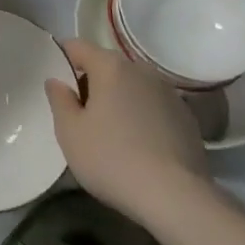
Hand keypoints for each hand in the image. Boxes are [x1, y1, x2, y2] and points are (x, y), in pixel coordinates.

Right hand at [45, 38, 210, 223]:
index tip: (59, 86)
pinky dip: (143, 117)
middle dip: (92, 84)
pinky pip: (154, 107)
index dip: (63, 60)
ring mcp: (169, 93)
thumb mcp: (70, 133)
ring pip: (133, 87)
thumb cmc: (113, 160)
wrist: (176, 198)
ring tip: (114, 134)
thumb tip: (57, 82)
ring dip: (120, 100)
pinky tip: (141, 147)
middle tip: (83, 117)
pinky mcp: (187, 118)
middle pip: (107, 66)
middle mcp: (141, 70)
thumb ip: (59, 100)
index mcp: (110, 66)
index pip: (77, 46)